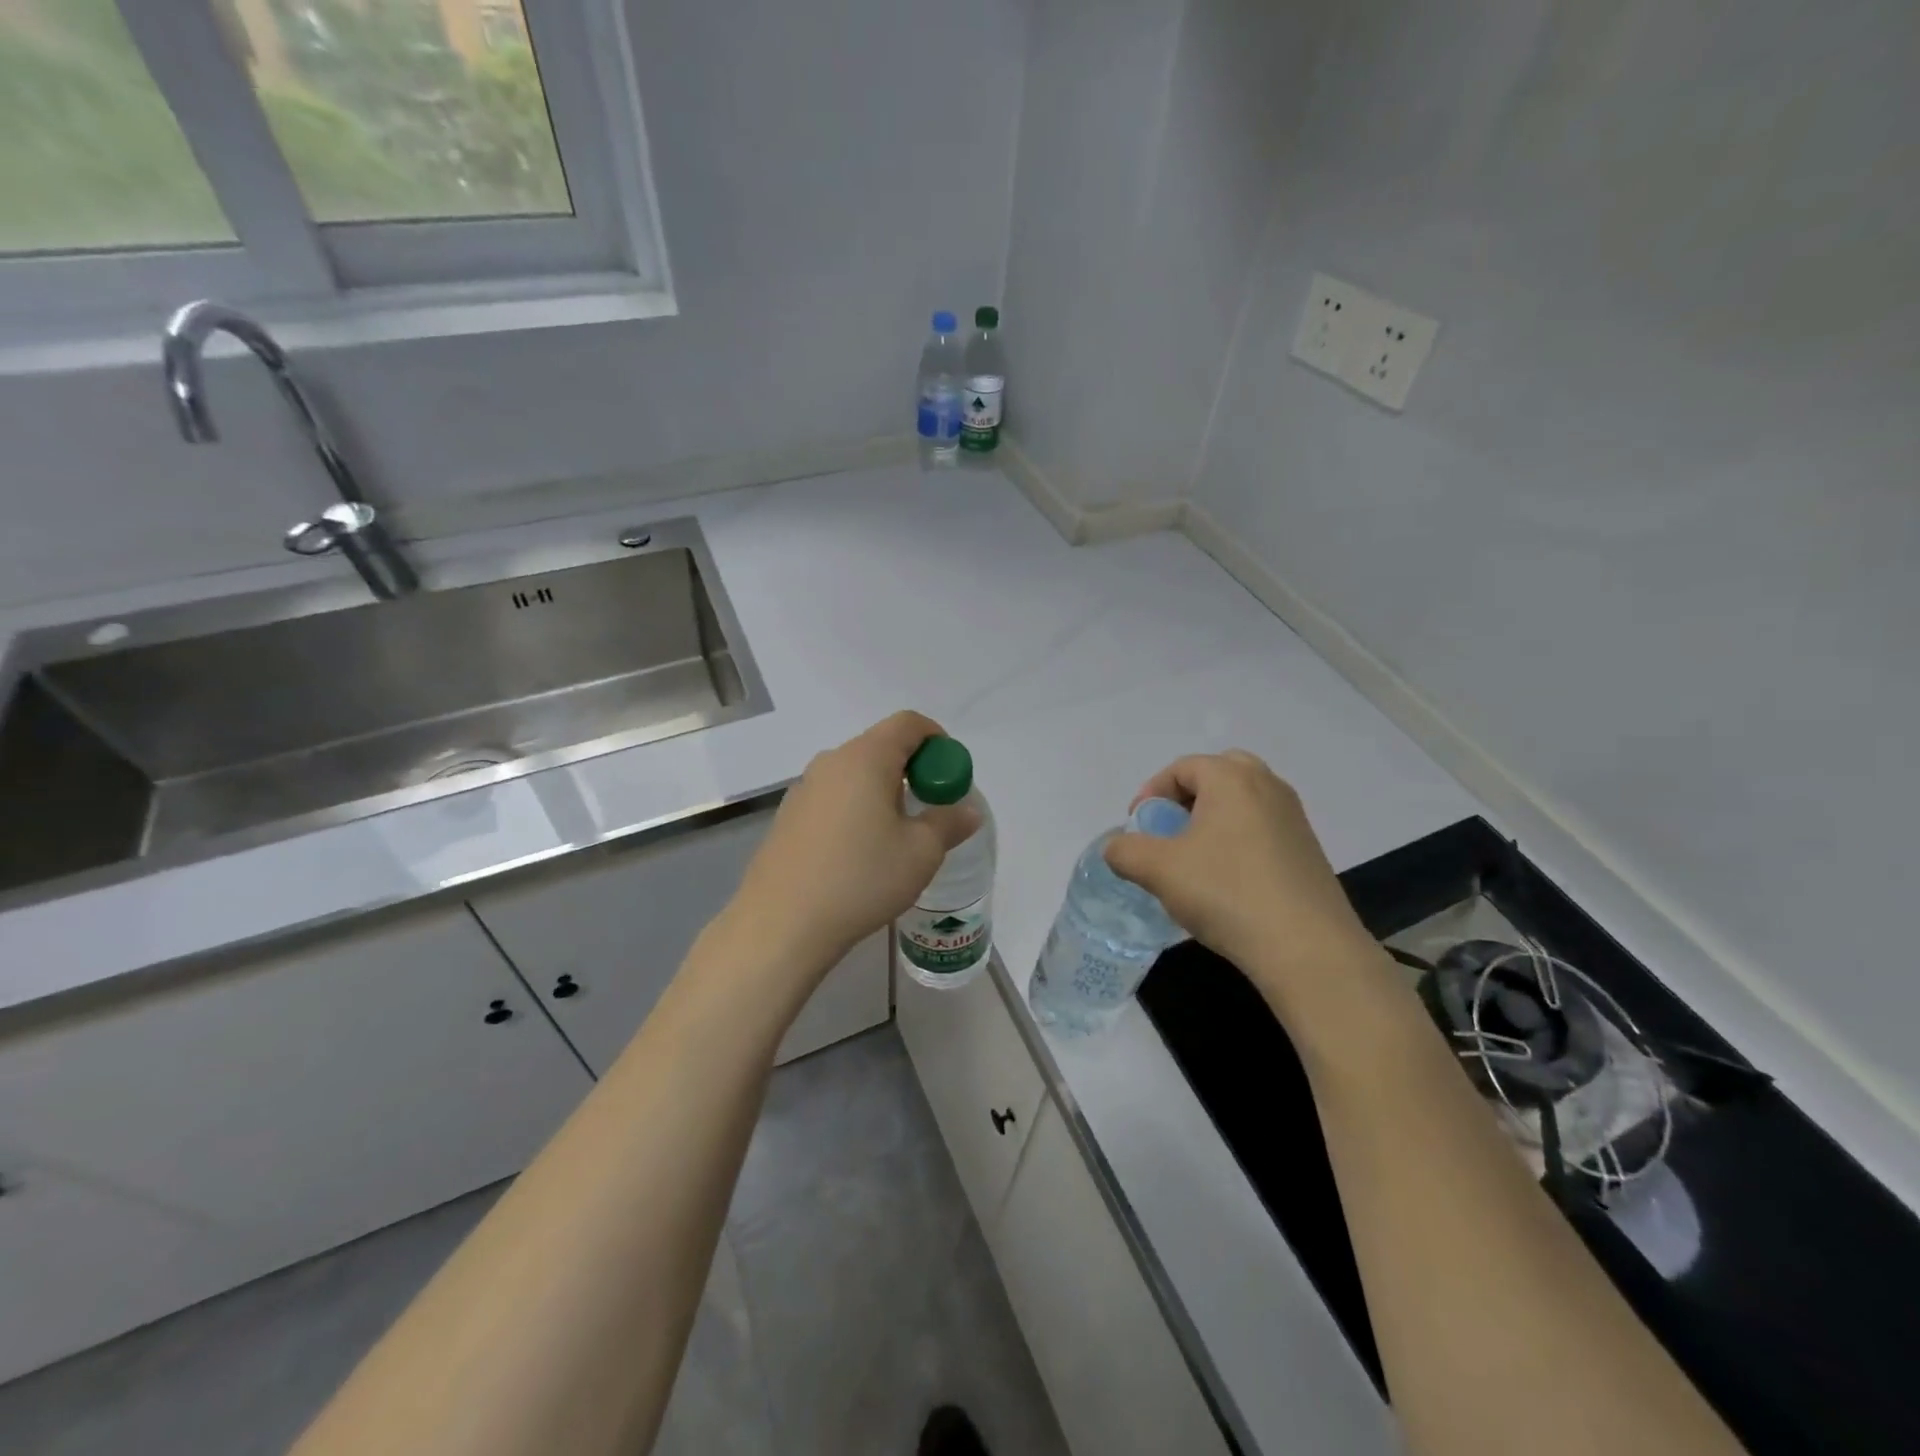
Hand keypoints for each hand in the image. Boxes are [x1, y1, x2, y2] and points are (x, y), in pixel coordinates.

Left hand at [726, 711, 980, 974]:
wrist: (782, 923)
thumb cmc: (861, 879)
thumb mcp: (920, 853)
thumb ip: (948, 823)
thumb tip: (968, 811)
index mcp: (866, 758)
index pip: (908, 723)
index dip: (937, 739)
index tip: (950, 774)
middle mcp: (831, 762)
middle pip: (880, 746)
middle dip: (912, 769)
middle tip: (929, 808)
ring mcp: (803, 788)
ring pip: (855, 774)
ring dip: (882, 791)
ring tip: (895, 836)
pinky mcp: (787, 816)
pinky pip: (833, 797)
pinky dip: (855, 809)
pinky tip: (858, 853)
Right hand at [1104, 751, 1379, 1008]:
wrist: (1307, 948)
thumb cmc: (1226, 893)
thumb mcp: (1159, 870)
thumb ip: (1125, 851)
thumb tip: (1117, 848)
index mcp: (1232, 778)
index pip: (1182, 768)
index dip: (1151, 793)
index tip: (1138, 828)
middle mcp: (1268, 786)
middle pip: (1218, 774)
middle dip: (1187, 798)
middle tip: (1169, 831)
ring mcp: (1293, 818)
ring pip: (1242, 803)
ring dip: (1212, 820)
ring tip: (1193, 860)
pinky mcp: (1308, 850)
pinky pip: (1262, 829)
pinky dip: (1237, 841)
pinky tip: (1226, 882)